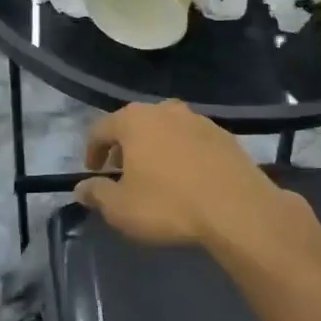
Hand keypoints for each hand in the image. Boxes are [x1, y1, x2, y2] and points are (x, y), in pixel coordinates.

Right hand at [75, 100, 298, 250]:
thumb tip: (82, 188)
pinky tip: (187, 178)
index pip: (100, 128)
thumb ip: (96, 194)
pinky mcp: (225, 136)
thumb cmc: (168, 205)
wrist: (239, 210)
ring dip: (155, 147)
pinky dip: (182, 153)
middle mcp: (164, 110)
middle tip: (122, 171)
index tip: (93, 172)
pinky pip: (192, 141)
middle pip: (134, 124)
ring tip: (156, 175)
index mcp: (134, 121)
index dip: (92, 150)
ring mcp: (198, 120)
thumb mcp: (120, 208)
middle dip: (124, 146)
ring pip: (165, 129)